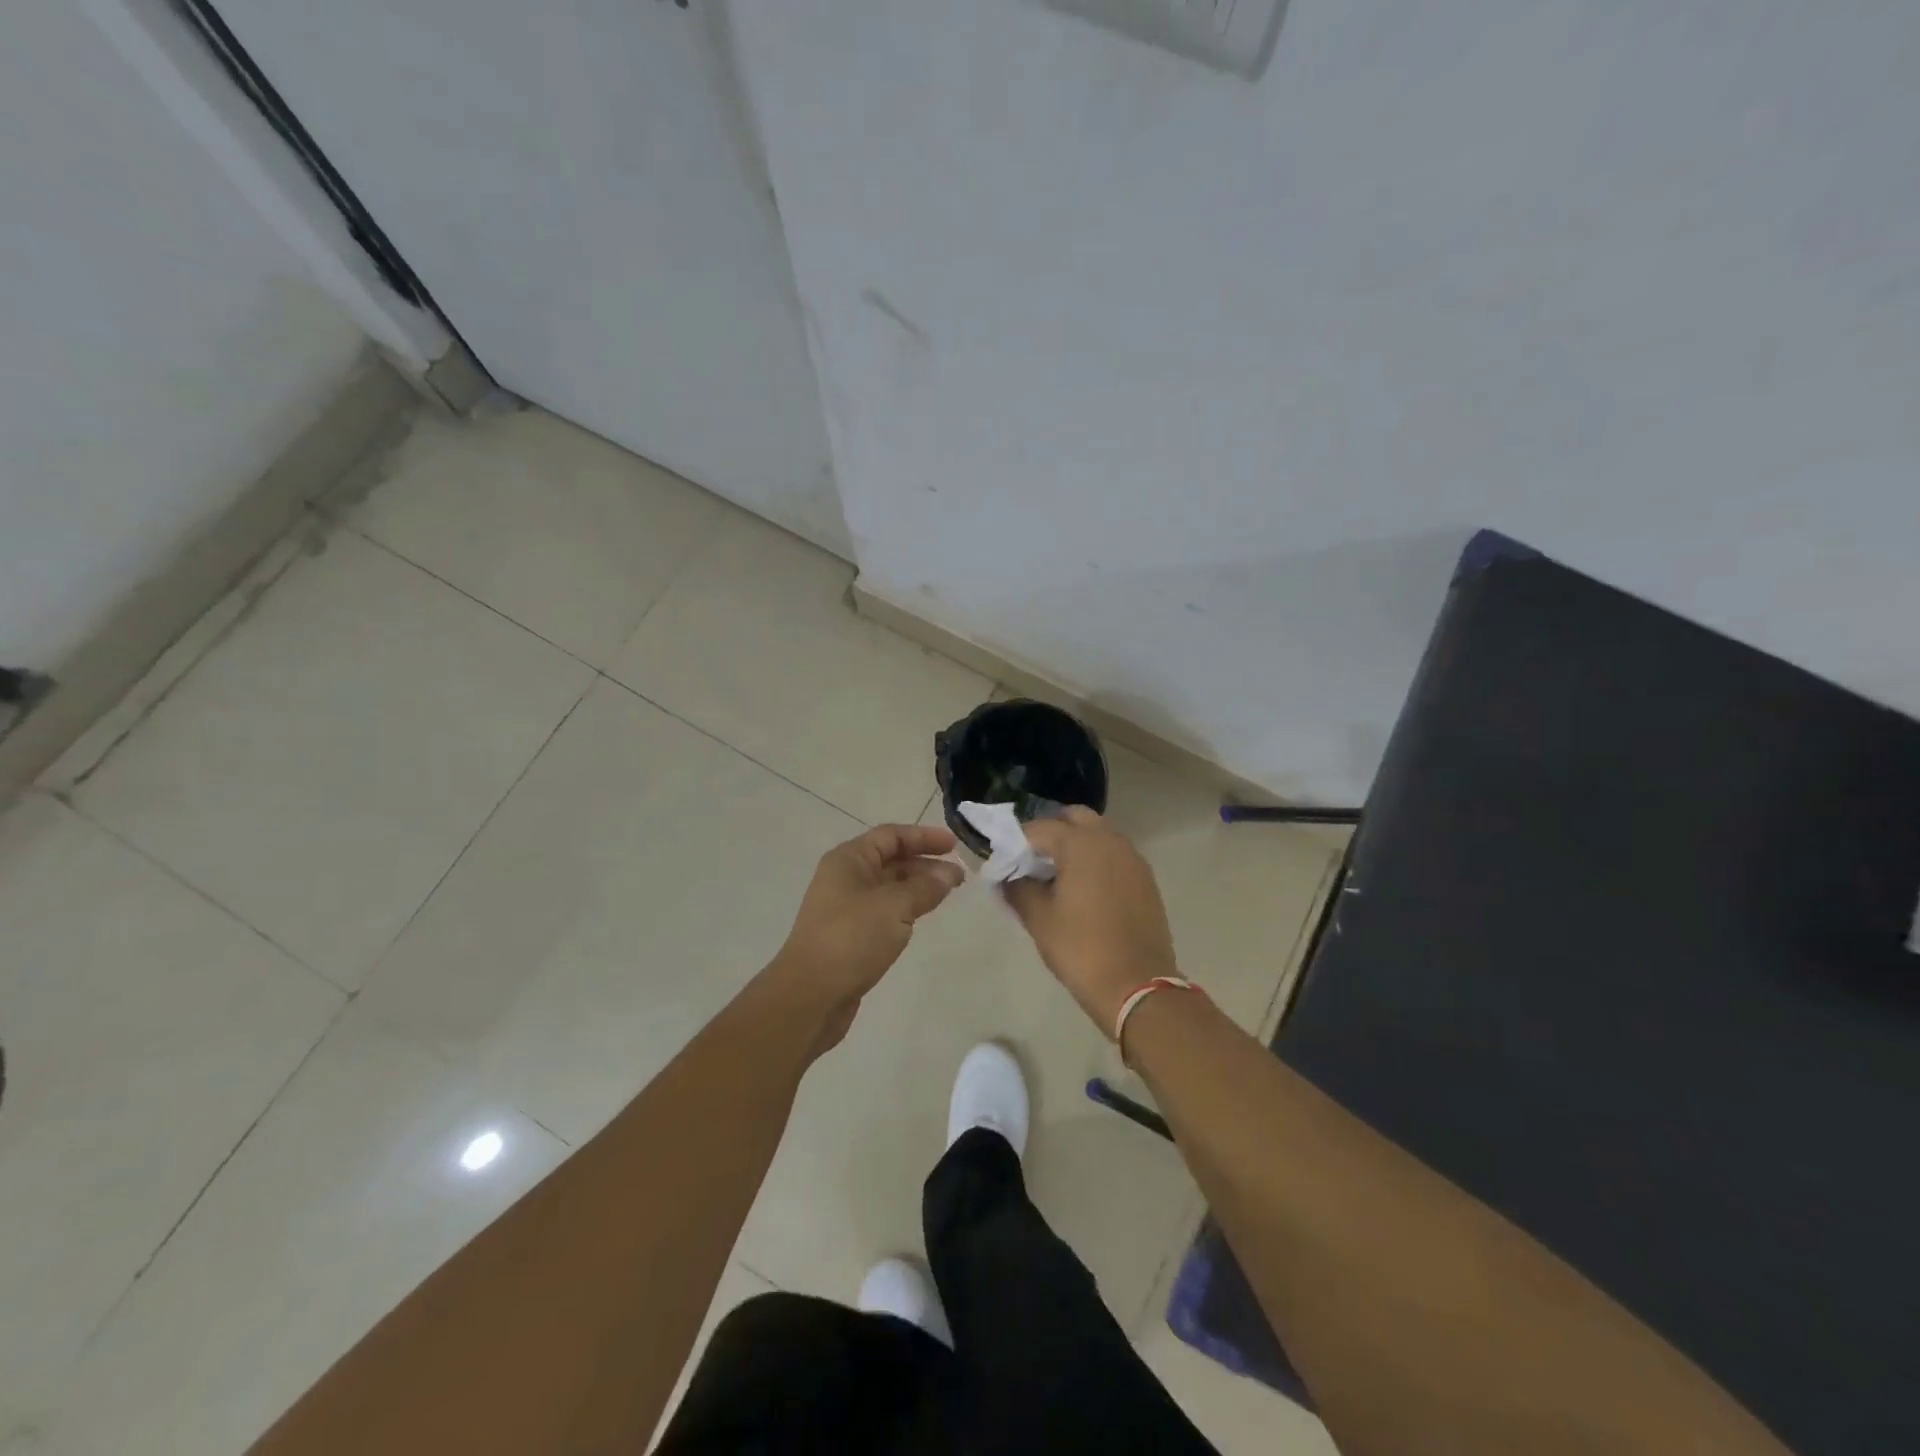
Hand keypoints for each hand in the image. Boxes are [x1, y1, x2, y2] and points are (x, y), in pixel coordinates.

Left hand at [769, 824, 964, 1050]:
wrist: (810, 996)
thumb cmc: (851, 939)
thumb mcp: (894, 907)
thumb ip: (925, 887)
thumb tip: (949, 873)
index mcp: (849, 860)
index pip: (891, 835)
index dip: (924, 837)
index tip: (955, 846)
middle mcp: (845, 878)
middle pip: (890, 859)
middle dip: (925, 863)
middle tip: (959, 876)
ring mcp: (846, 908)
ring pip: (889, 887)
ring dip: (918, 887)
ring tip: (948, 894)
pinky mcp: (851, 935)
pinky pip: (884, 911)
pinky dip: (906, 908)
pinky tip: (923, 917)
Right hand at [1003, 808, 1178, 1031]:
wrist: (1137, 986)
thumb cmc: (1081, 949)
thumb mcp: (1039, 919)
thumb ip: (1018, 888)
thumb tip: (1007, 877)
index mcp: (1081, 844)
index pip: (1040, 828)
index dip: (1017, 842)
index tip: (1004, 861)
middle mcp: (1110, 841)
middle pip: (1075, 819)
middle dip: (1051, 832)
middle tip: (1032, 861)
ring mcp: (1132, 859)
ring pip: (1098, 835)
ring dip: (1076, 845)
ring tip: (1057, 877)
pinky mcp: (1145, 879)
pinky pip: (1115, 856)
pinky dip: (1096, 860)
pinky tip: (1084, 890)